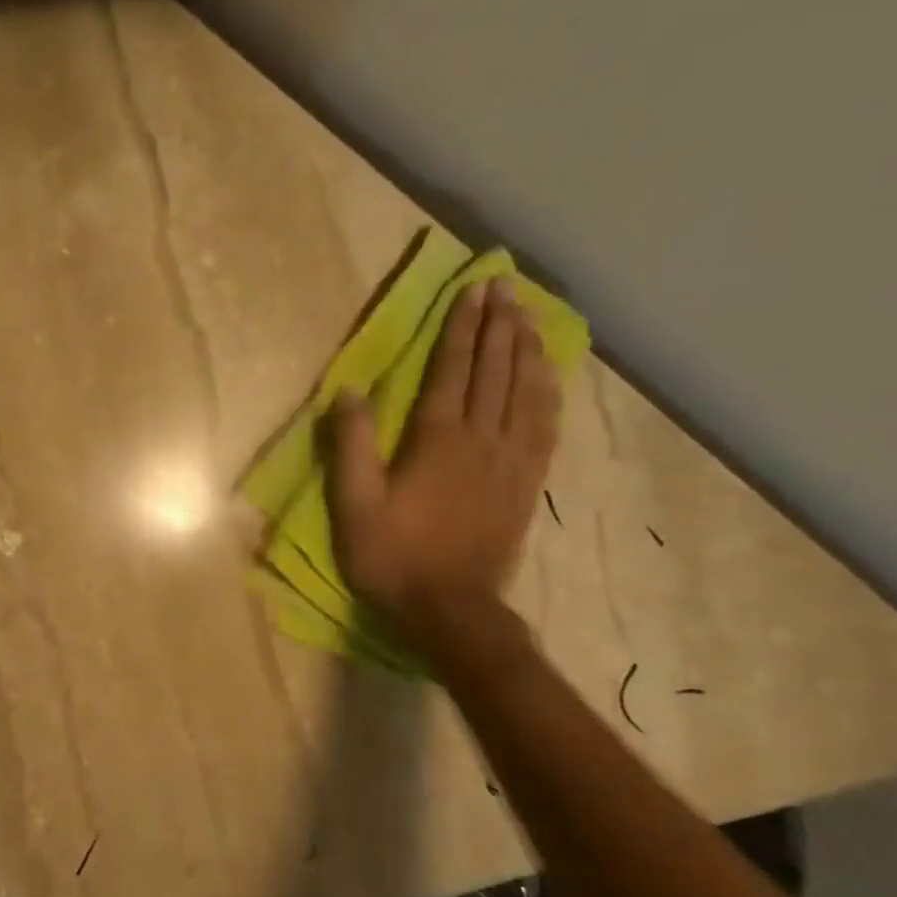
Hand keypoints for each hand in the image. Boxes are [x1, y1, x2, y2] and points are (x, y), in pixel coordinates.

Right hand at [325, 278, 558, 635]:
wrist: (450, 609)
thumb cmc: (392, 556)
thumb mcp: (354, 505)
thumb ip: (351, 447)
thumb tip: (347, 392)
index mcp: (436, 441)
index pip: (452, 371)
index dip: (462, 329)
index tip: (473, 291)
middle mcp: (481, 440)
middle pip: (495, 372)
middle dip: (499, 325)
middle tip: (504, 287)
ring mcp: (511, 461)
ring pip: (526, 392)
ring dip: (527, 349)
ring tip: (528, 315)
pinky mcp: (527, 483)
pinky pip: (545, 425)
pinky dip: (548, 392)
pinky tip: (548, 374)